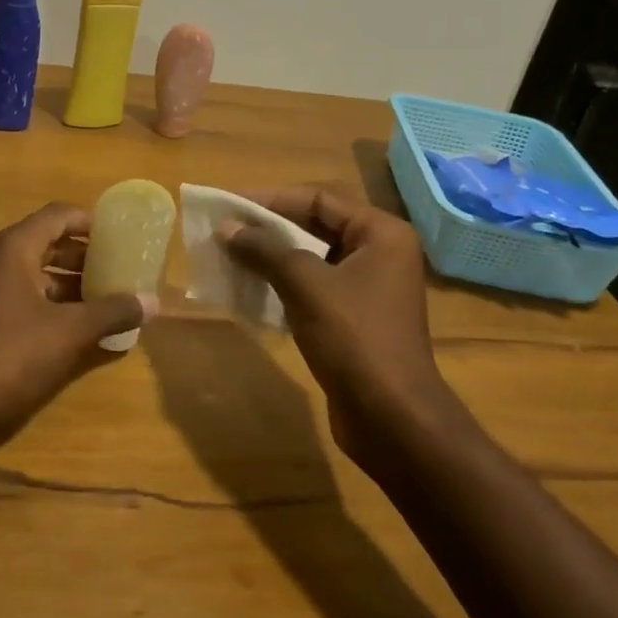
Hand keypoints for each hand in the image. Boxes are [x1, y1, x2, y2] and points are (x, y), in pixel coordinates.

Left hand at [0, 202, 156, 459]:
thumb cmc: (7, 356)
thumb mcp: (68, 333)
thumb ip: (111, 313)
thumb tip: (152, 302)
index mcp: (13, 249)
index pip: (58, 216)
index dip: (91, 222)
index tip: (121, 235)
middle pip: (45, 242)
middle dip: (83, 255)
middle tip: (118, 269)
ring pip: (32, 273)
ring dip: (67, 283)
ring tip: (103, 300)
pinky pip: (18, 296)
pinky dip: (47, 303)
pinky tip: (70, 328)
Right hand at [221, 187, 454, 464]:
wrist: (392, 418)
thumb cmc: (355, 338)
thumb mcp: (306, 285)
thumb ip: (265, 250)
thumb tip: (226, 228)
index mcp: (381, 233)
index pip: (319, 199)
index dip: (272, 199)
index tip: (230, 204)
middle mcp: (380, 253)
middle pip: (315, 226)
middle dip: (269, 228)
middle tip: (225, 229)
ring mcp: (369, 288)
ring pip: (311, 259)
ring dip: (272, 257)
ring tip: (230, 256)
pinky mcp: (355, 319)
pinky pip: (313, 288)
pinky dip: (283, 285)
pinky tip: (250, 289)